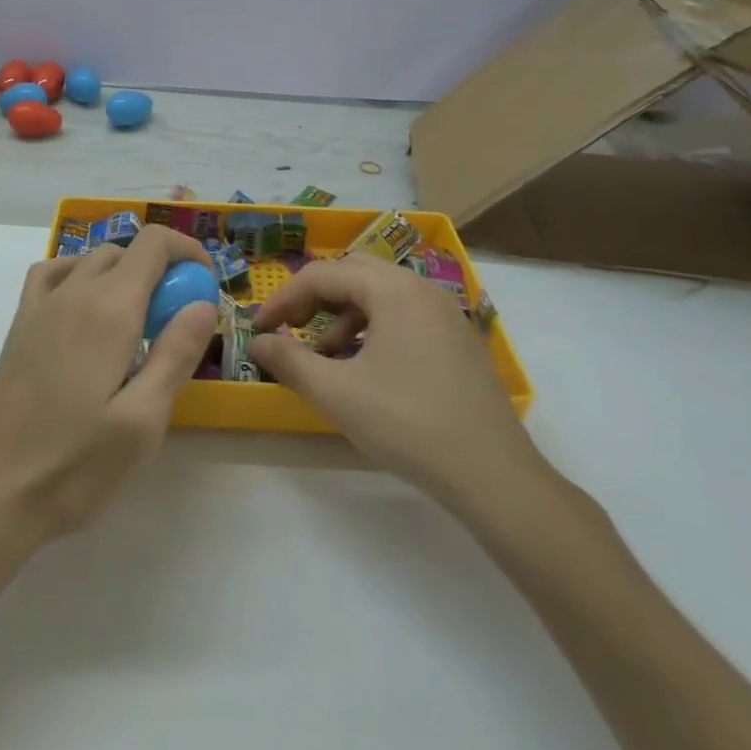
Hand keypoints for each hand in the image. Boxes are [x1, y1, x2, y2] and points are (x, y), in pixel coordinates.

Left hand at [0, 226, 219, 547]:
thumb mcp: (143, 421)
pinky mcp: (19, 326)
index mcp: (109, 310)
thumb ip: (176, 353)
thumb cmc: (74, 465)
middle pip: (126, 250)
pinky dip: (80, 274)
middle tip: (178, 321)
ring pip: (91, 260)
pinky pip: (53, 274)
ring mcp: (40, 307)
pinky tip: (88, 309)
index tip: (206, 288)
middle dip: (162, 269)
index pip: (154, 243)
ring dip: (125, 273)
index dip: (187, 252)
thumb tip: (204, 302)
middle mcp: (74, 293)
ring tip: (139, 322)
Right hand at [249, 255, 551, 528]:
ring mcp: (446, 312)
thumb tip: (257, 342)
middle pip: (354, 274)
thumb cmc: (407, 423)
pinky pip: (404, 314)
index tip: (258, 328)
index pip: (323, 275)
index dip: (283, 299)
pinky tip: (364, 368)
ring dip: (344, 315)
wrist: (493, 474)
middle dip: (315, 298)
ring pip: (380, 294)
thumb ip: (290, 361)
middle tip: (290, 328)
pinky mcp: (458, 338)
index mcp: (393, 289)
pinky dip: (374, 328)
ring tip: (326, 356)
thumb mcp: (337, 393)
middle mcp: (422, 288)